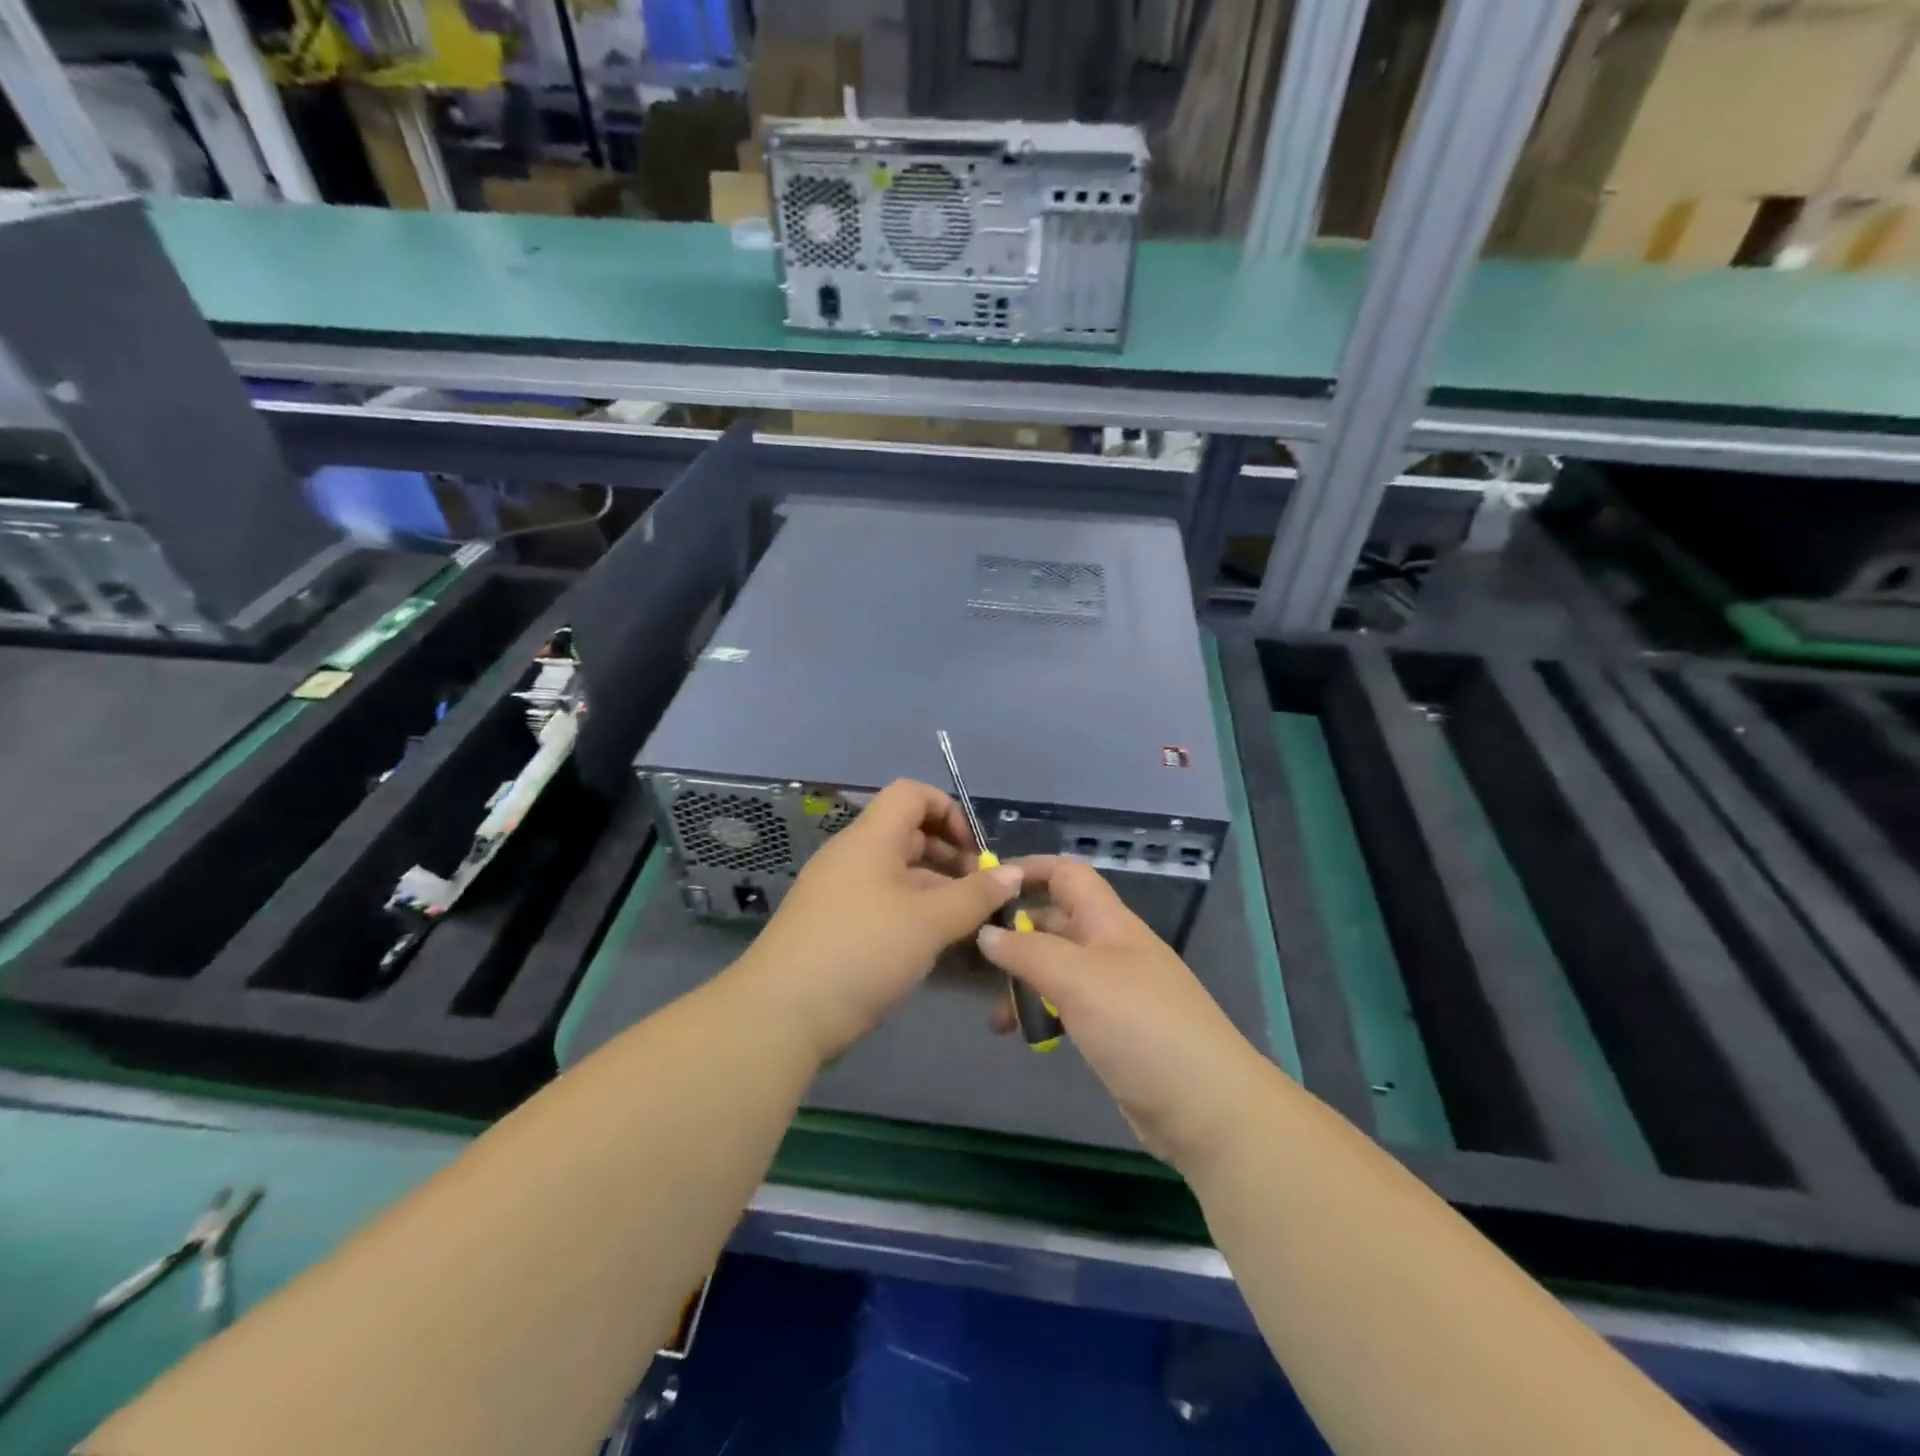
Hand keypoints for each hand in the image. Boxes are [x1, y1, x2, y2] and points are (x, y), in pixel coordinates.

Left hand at [734, 779, 1020, 1063]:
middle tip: (982, 896)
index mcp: (870, 839)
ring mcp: (838, 893)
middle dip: (951, 858)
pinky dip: (913, 915)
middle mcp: (852, 856)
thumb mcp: (928, 922)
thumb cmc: (861, 951)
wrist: (780, 1015)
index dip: (950, 812)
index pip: (912, 795)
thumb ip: (975, 896)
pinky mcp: (833, 927)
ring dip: (936, 892)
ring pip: (898, 875)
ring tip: (968, 927)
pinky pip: (882, 905)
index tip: (975, 854)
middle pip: (908, 835)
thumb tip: (1014, 872)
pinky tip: (934, 948)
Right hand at [977, 857, 1272, 1171]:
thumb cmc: (1140, 1027)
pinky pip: (1066, 1006)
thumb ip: (1028, 951)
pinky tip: (1019, 1034)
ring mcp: (1113, 991)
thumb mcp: (1078, 979)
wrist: (1207, 1108)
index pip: (1068, 875)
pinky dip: (1040, 1012)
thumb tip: (986, 932)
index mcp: (1109, 922)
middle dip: (1014, 932)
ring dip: (1022, 981)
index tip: (984, 883)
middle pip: (1056, 922)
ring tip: (991, 1013)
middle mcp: (1111, 948)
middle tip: (969, 954)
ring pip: (1056, 969)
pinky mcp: (1112, 1030)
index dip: (1030, 870)